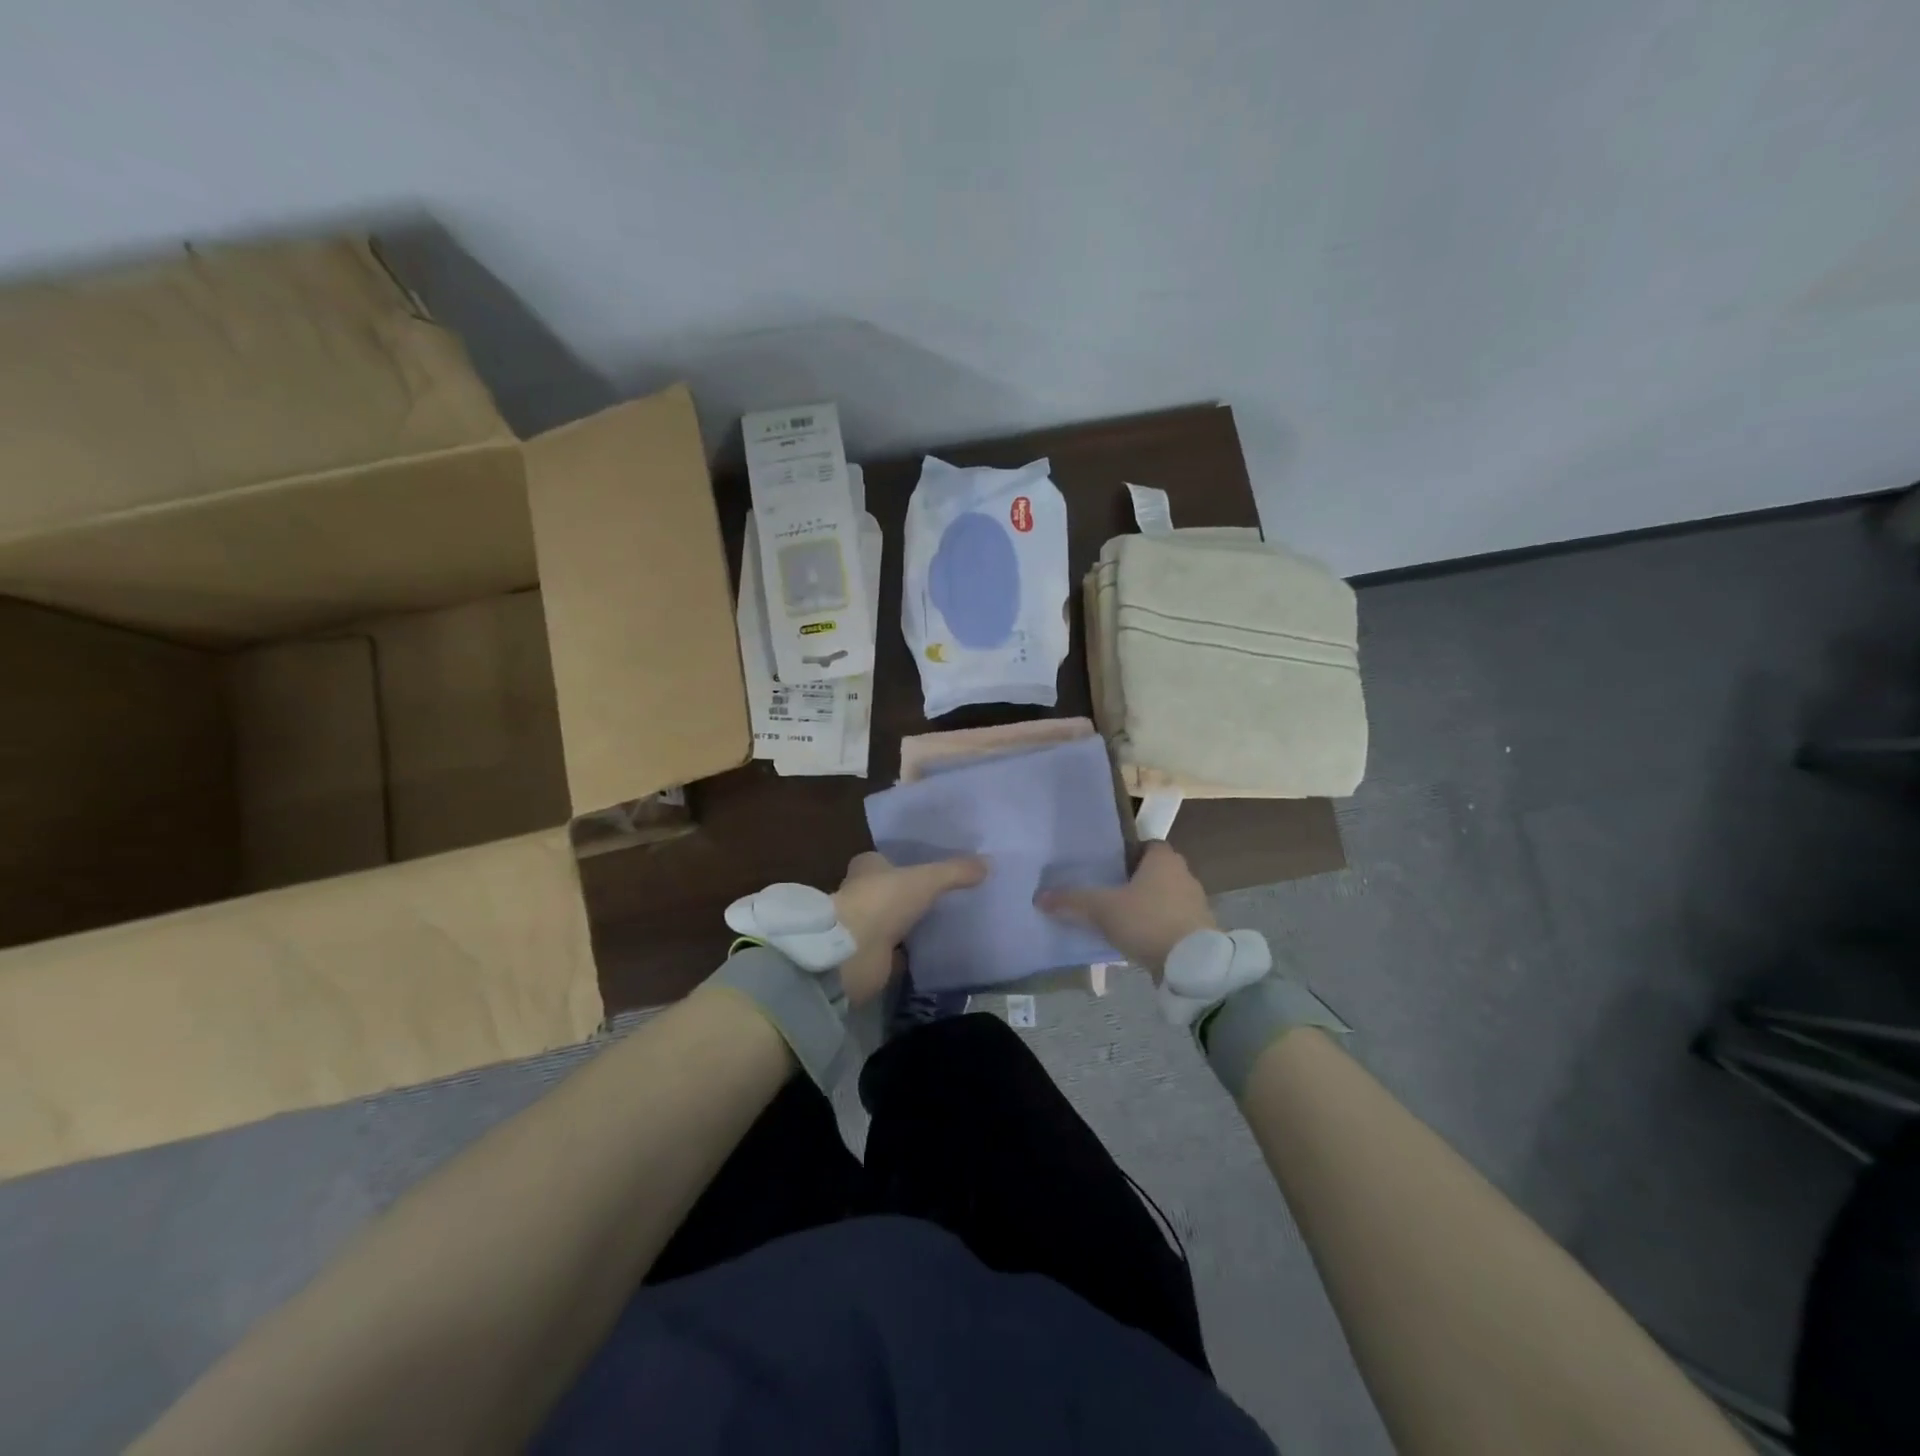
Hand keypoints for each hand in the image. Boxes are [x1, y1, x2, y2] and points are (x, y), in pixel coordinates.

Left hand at [832, 852, 987, 1004]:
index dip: (904, 861)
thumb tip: (989, 863)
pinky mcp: (871, 956)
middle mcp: (861, 893)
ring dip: (910, 921)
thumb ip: (956, 872)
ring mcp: (865, 926)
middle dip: (910, 892)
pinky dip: (911, 950)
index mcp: (867, 867)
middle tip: (946, 892)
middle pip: (890, 889)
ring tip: (946, 919)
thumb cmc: (882, 901)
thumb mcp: (926, 879)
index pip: (885, 859)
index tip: (931, 865)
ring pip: (893, 919)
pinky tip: (935, 947)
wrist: (852, 953)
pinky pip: (897, 949)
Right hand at [1035, 841, 1216, 977]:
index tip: (1107, 867)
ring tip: (1118, 919)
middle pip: (1154, 871)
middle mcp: (1184, 874)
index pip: (1146, 844)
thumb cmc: (1148, 921)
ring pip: (1163, 897)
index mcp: (1164, 858)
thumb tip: (1039, 896)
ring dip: (1146, 906)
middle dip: (1133, 881)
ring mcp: (1196, 903)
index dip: (1127, 853)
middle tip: (1106, 893)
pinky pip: (1172, 921)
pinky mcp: (1200, 930)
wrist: (1193, 965)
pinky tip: (1138, 940)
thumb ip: (1072, 900)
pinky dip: (1156, 927)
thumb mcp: (1103, 909)